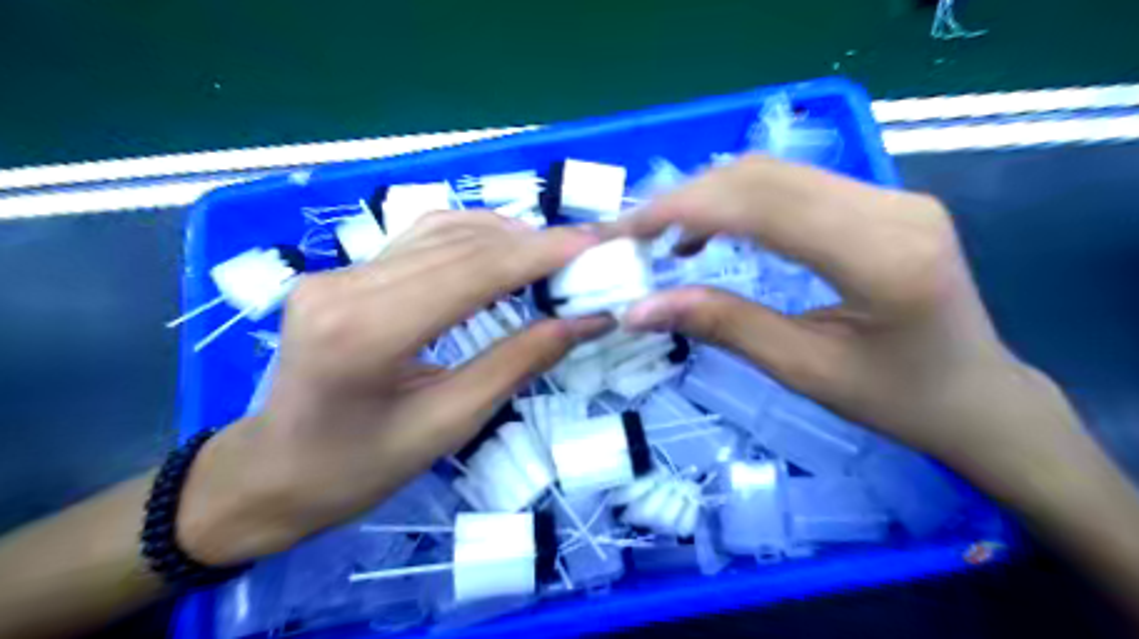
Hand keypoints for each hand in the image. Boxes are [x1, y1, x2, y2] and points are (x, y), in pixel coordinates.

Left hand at [176, 209, 614, 562]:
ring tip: (555, 254)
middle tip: (586, 251)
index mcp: (365, 332)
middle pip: (459, 245)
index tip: (593, 245)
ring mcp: (338, 272)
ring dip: (505, 238)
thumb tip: (583, 322)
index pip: (471, 272)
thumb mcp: (447, 426)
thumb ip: (517, 363)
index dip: (539, 254)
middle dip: (532, 243)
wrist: (271, 472)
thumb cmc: (357, 469)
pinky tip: (504, 251)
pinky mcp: (342, 272)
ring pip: (440, 233)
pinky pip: (420, 240)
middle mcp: (345, 285)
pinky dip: (472, 239)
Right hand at [616, 155, 1084, 499]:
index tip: (625, 229)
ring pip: (775, 173)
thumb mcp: (802, 370)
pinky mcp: (881, 200)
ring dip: (709, 195)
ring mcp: (891, 196)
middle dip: (686, 197)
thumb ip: (722, 326)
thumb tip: (640, 307)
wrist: (976, 395)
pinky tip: (712, 230)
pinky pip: (793, 186)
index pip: (763, 205)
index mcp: (881, 257)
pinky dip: (739, 201)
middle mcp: (891, 207)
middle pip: (765, 175)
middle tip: (633, 232)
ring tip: (662, 233)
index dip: (684, 208)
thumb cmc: (896, 400)